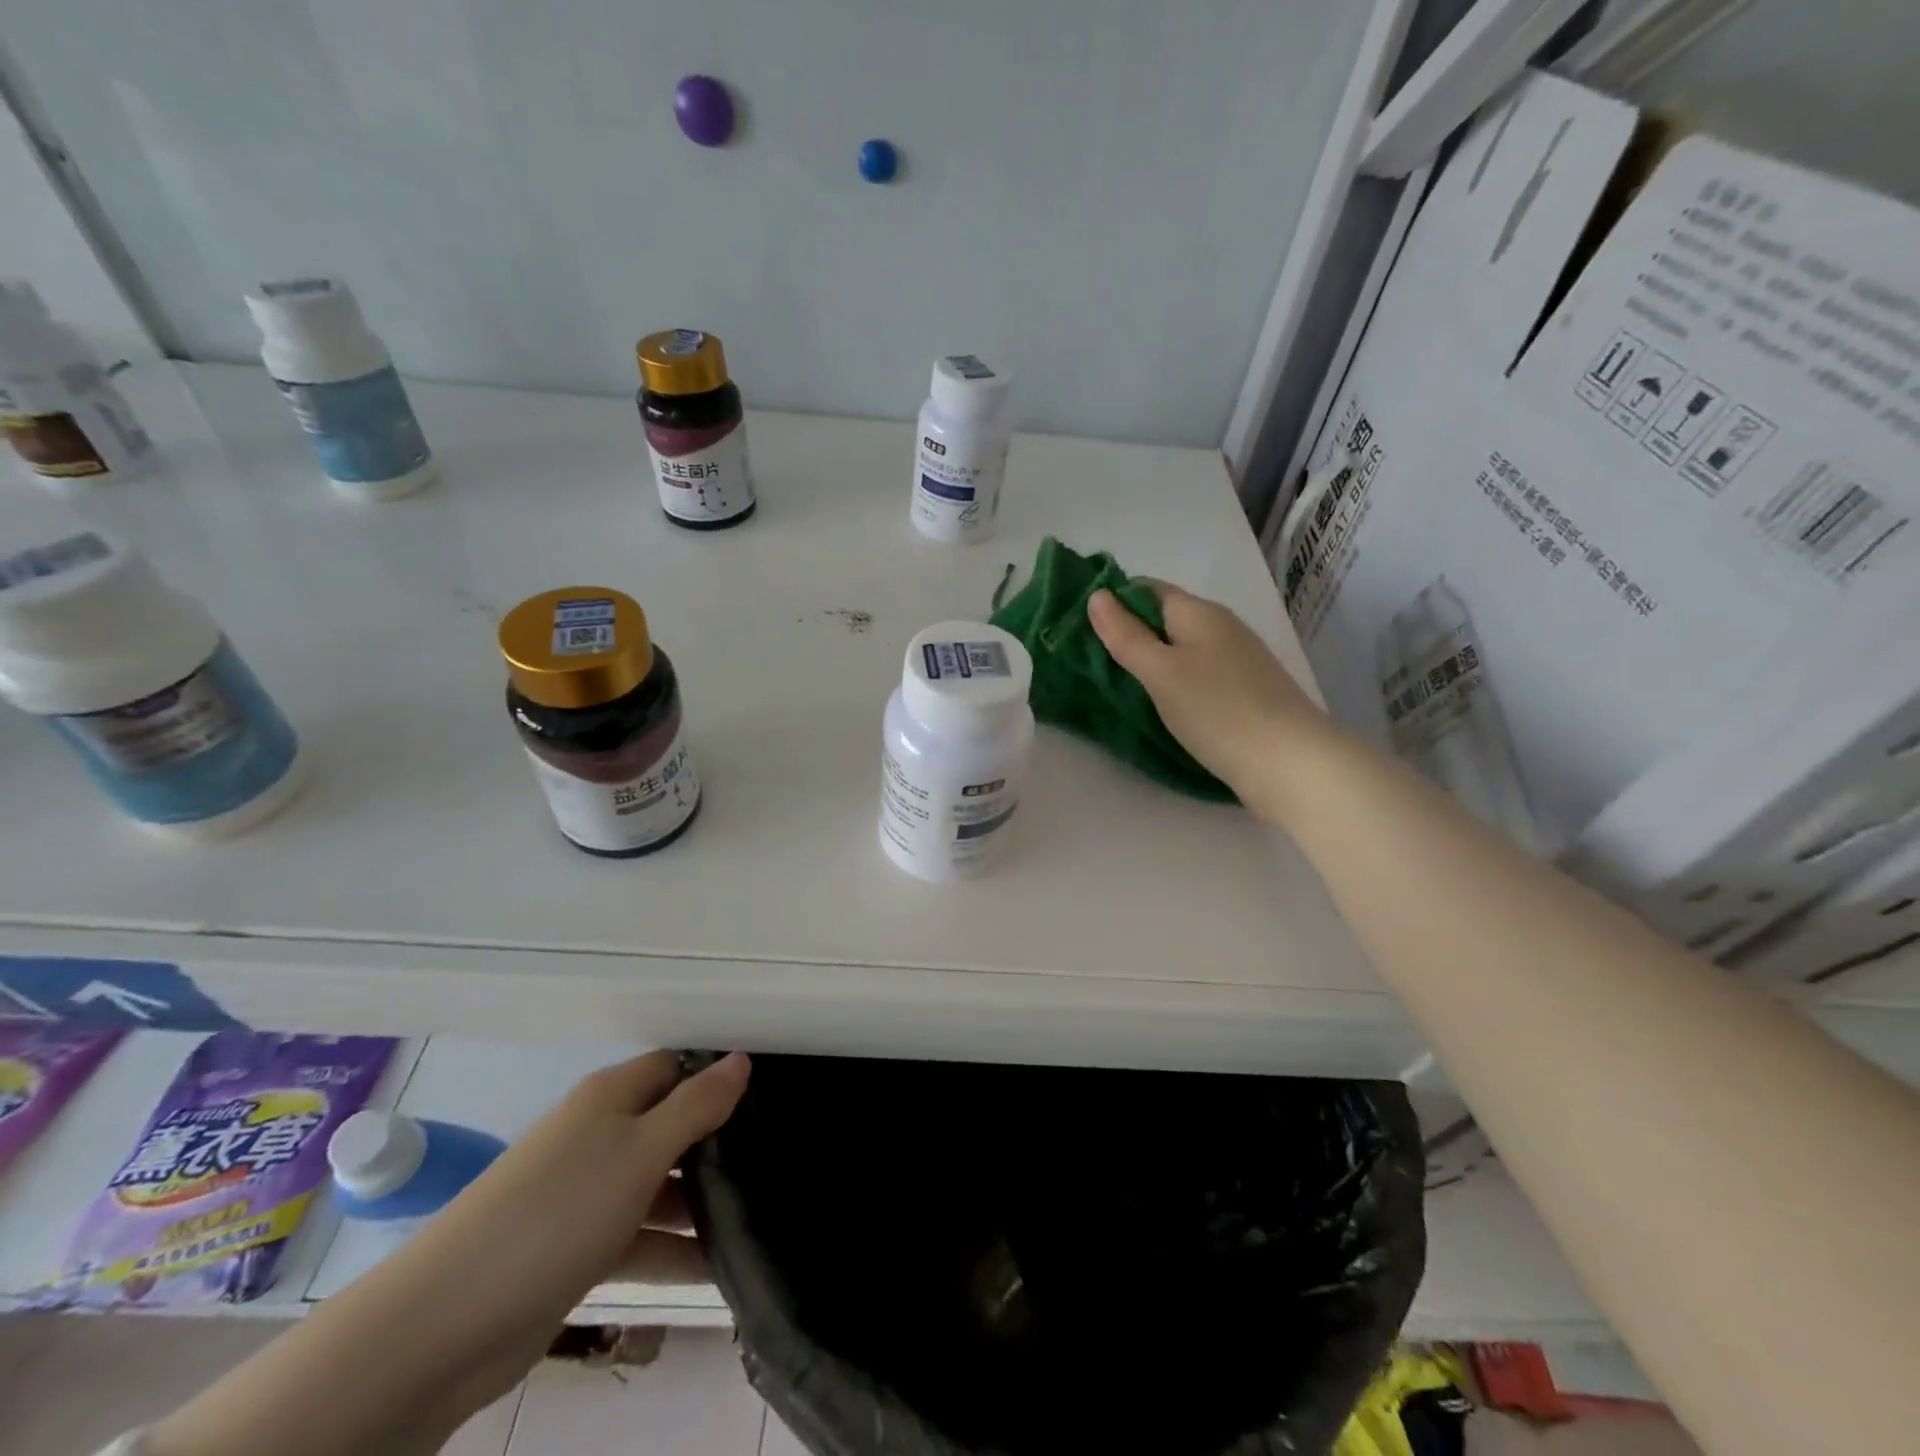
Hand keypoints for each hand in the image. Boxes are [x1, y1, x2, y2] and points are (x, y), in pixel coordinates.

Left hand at [405, 1051, 749, 1411]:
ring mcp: (586, 1193)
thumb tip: (740, 1059)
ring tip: (760, 1216)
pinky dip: (673, 1249)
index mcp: (611, 1097)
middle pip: (670, 1124)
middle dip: (718, 1141)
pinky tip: (719, 1269)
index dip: (718, 1074)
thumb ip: (696, 1105)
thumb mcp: (641, 1150)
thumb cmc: (559, 1212)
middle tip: (775, 1158)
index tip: (769, 1095)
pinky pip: (639, 1236)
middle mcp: (599, 1135)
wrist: (446, 1325)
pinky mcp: (577, 1247)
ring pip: (658, 1184)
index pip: (676, 1066)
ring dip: (700, 1202)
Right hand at [1088, 583, 1327, 820]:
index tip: (1080, 628)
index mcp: (1199, 612)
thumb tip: (1097, 595)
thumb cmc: (1217, 711)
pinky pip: (1197, 674)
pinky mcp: (1245, 691)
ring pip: (1181, 648)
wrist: (1290, 763)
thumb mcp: (1160, 672)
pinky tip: (1160, 705)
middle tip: (1091, 663)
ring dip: (1150, 661)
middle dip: (1128, 634)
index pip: (1147, 589)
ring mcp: (1237, 660)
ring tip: (1118, 686)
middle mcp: (1221, 627)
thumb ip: (1126, 635)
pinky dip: (1173, 683)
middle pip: (1164, 618)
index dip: (1113, 601)